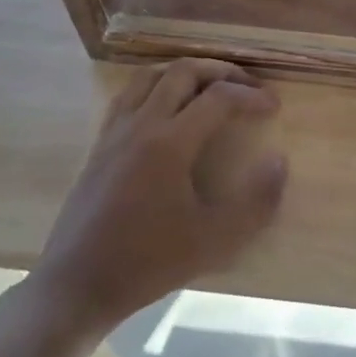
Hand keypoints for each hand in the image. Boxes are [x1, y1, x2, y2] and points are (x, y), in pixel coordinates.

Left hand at [32, 59, 286, 335]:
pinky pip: (128, 94)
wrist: (76, 286)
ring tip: (209, 87)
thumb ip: (256, 202)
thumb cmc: (148, 263)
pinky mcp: (99, 144)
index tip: (273, 106)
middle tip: (246, 87)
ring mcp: (115, 131)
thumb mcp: (214, 242)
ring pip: (151, 75)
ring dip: (186, 72)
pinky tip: (166, 108)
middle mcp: (141, 124)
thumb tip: (279, 161)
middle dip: (221, 71)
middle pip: (183, 71)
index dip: (251, 96)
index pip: (218, 97)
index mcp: (170, 143)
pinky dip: (156, 86)